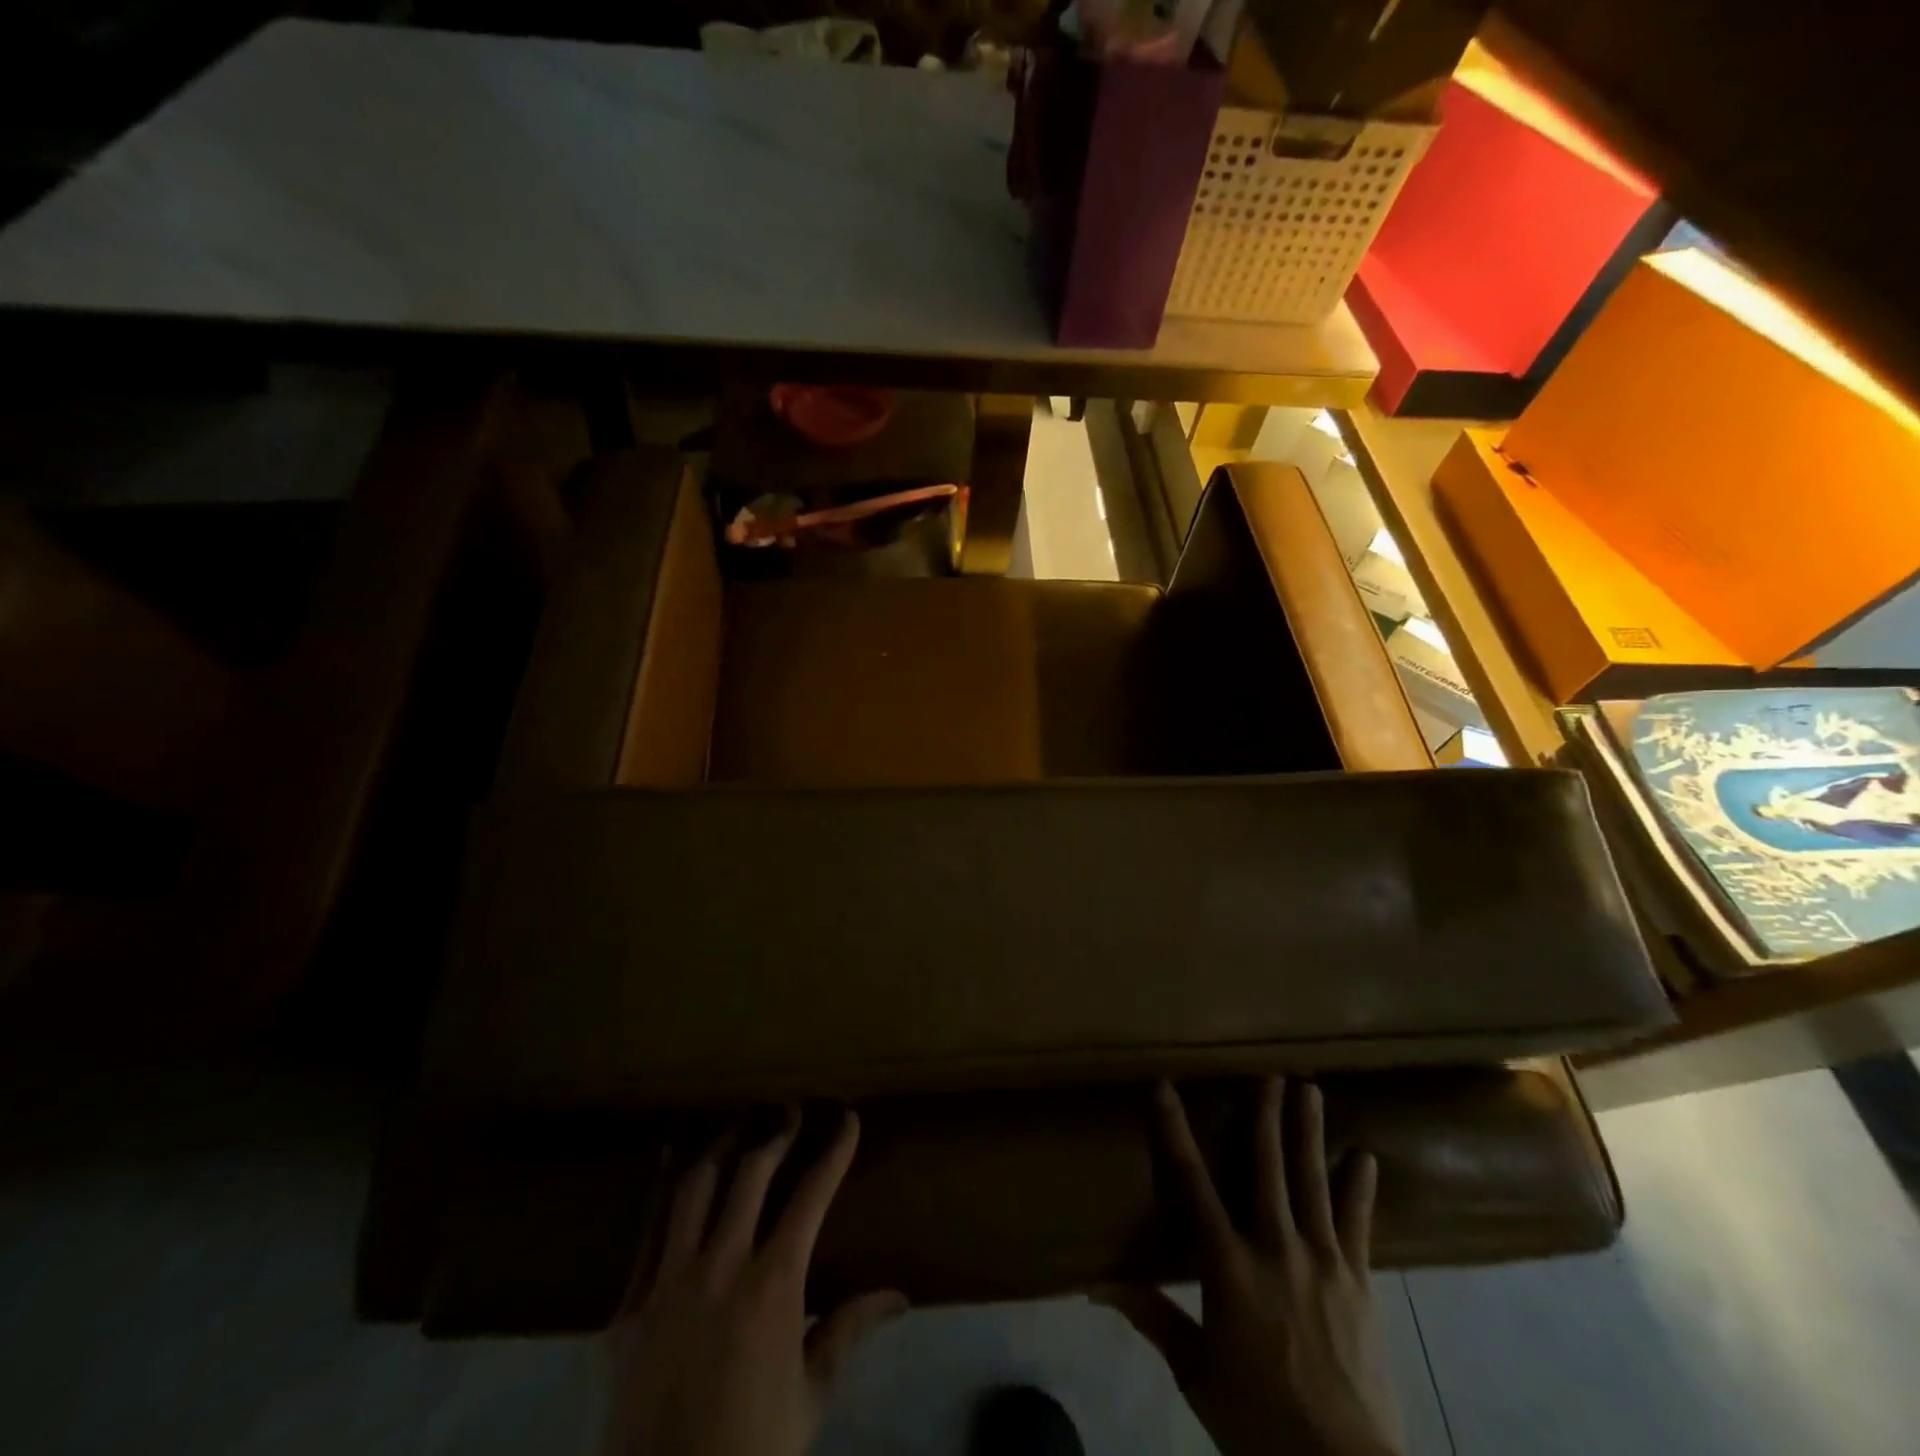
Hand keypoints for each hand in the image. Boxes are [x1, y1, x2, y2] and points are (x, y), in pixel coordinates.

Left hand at [602, 1109, 906, 1455]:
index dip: (834, 1151)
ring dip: (723, 1145)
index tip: (847, 1118)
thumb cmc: (753, 1451)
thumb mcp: (811, 1396)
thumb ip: (849, 1330)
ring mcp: (669, 1281)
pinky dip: (663, 1185)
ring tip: (741, 1124)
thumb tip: (899, 1295)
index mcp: (773, 1285)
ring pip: (696, 1186)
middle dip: (777, 1133)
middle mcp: (721, 1266)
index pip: (812, 1196)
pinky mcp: (629, 1305)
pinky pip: (647, 1229)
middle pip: (752, 1173)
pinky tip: (672, 1154)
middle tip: (792, 1111)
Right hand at [1098, 1079, 1404, 1455]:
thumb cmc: (1258, 1420)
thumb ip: (1152, 1316)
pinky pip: (1358, 1224)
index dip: (1175, 1130)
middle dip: (1264, 1115)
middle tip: (1268, 1071)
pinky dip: (1360, 1188)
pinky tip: (1365, 1157)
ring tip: (1311, 1089)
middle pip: (1266, 1167)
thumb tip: (1095, 1283)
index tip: (1165, 1086)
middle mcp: (1274, 1247)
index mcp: (1228, 1266)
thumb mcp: (1196, 1372)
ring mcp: (1322, 1261)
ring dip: (1309, 1132)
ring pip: (1312, 1180)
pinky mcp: (1359, 1282)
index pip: (1191, 1183)